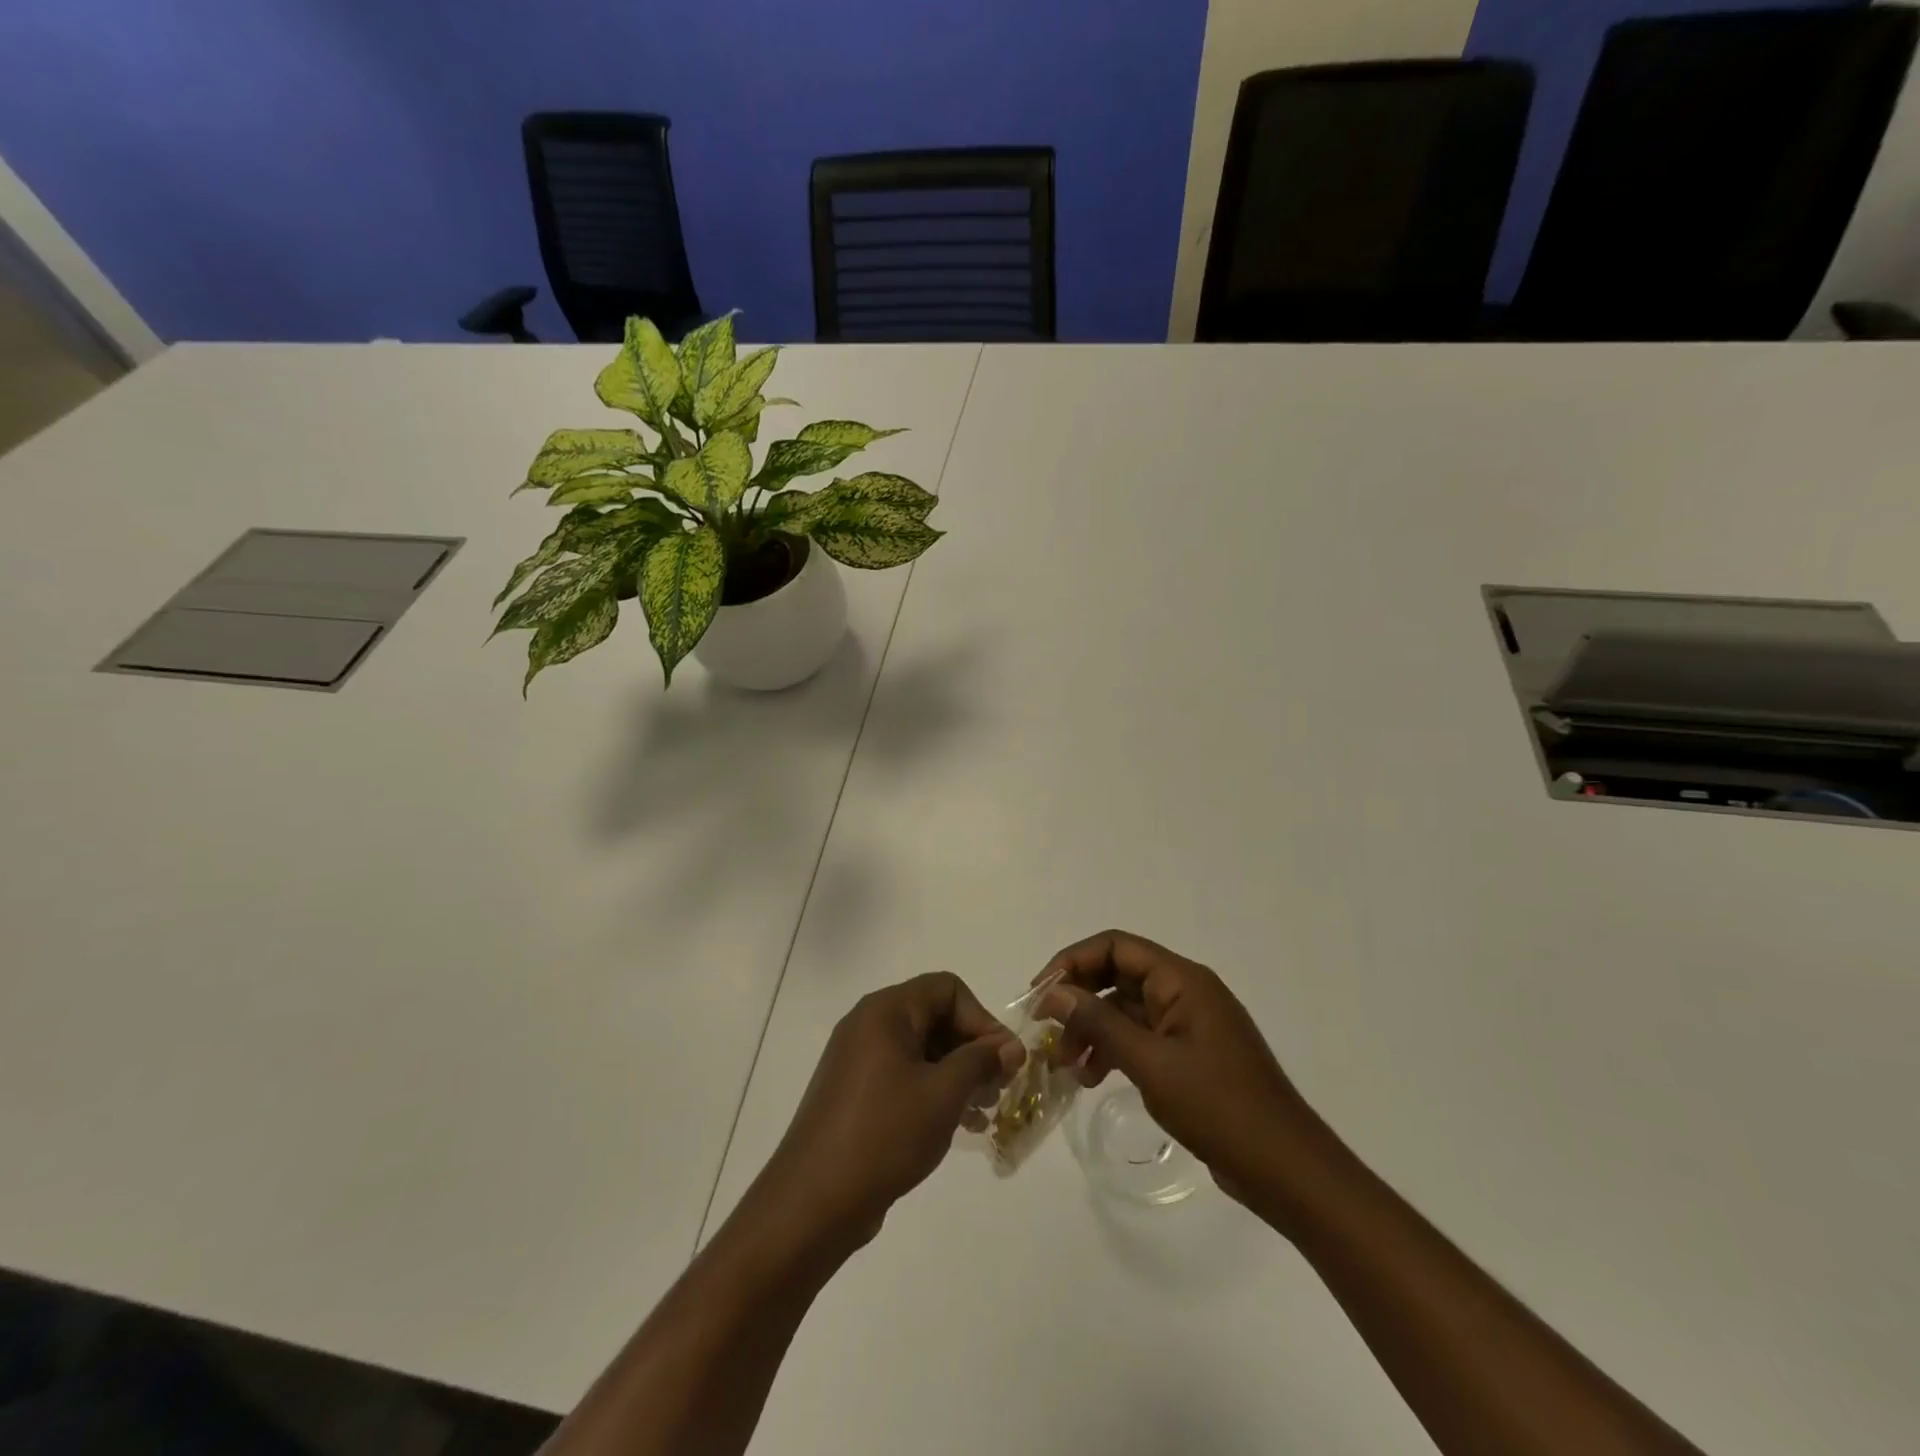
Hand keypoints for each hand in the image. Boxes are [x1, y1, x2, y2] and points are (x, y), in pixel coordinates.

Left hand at [751, 972, 1024, 1252]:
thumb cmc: (884, 1134)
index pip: (947, 989)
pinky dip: (933, 1090)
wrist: (813, 1201)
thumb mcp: (943, 1094)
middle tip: (998, 1089)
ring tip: (982, 1112)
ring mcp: (858, 1059)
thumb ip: (981, 1061)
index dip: (981, 1019)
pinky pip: (904, 1074)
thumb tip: (1011, 1046)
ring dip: (957, 1073)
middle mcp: (869, 1024)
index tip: (1003, 1061)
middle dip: (972, 1049)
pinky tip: (956, 1126)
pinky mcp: (855, 1092)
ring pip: (922, 1049)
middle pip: (935, 1016)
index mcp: (886, 1010)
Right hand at [1038, 930, 1325, 1208]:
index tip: (1040, 993)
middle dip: (1078, 999)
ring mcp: (1189, 1024)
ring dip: (1092, 1029)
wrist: (1287, 1170)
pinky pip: (1141, 1037)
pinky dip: (1113, 1050)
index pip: (1115, 947)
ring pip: (1125, 1009)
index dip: (1073, 962)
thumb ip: (1099, 1024)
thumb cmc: (1220, 1108)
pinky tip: (1091, 1078)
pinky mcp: (1190, 1054)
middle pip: (1118, 975)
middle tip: (1045, 1030)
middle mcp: (1185, 992)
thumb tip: (1053, 993)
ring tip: (1063, 1065)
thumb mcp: (1151, 1064)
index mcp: (1182, 980)